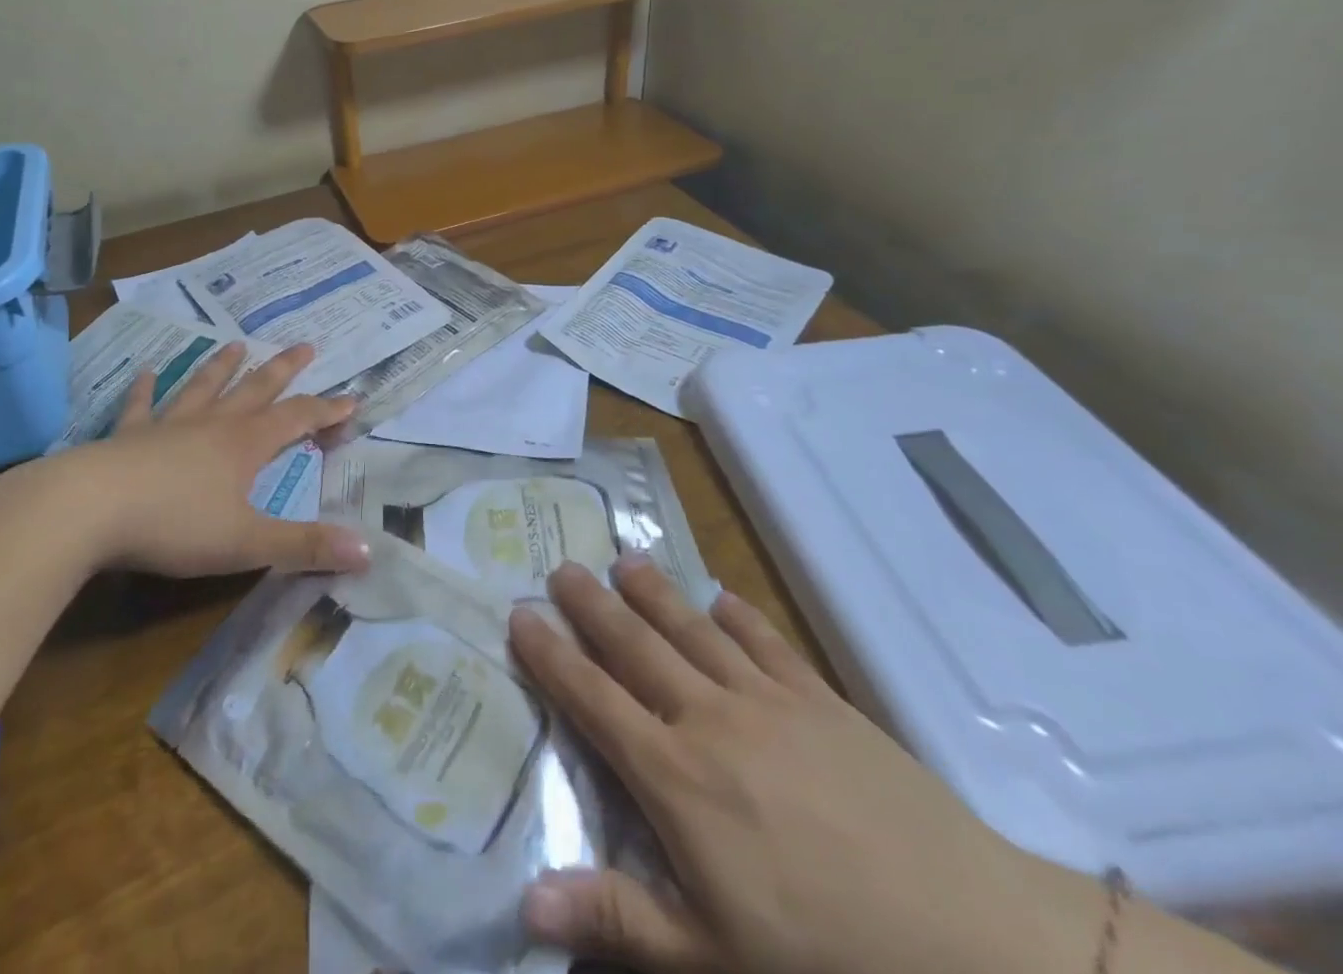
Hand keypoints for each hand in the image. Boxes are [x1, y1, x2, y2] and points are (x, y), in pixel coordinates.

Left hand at [0, 340, 369, 579]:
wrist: (90, 510)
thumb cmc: (175, 526)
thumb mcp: (247, 543)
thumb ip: (305, 546)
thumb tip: (367, 551)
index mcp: (244, 445)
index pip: (297, 420)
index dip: (326, 411)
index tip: (351, 399)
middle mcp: (211, 425)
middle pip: (256, 390)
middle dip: (284, 370)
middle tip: (305, 346)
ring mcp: (167, 426)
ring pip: (203, 389)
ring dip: (222, 367)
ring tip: (236, 345)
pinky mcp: (127, 437)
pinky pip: (141, 406)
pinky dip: (146, 388)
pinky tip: (148, 371)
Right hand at [508, 558, 1098, 973]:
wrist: (972, 937)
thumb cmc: (829, 958)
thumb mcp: (711, 959)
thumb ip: (617, 917)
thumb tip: (526, 901)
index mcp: (674, 777)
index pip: (592, 699)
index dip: (550, 656)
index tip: (520, 615)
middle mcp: (709, 718)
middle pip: (635, 646)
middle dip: (592, 605)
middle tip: (561, 566)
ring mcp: (767, 699)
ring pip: (692, 629)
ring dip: (654, 592)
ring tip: (624, 559)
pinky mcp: (821, 697)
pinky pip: (766, 640)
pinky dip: (737, 613)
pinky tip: (721, 596)